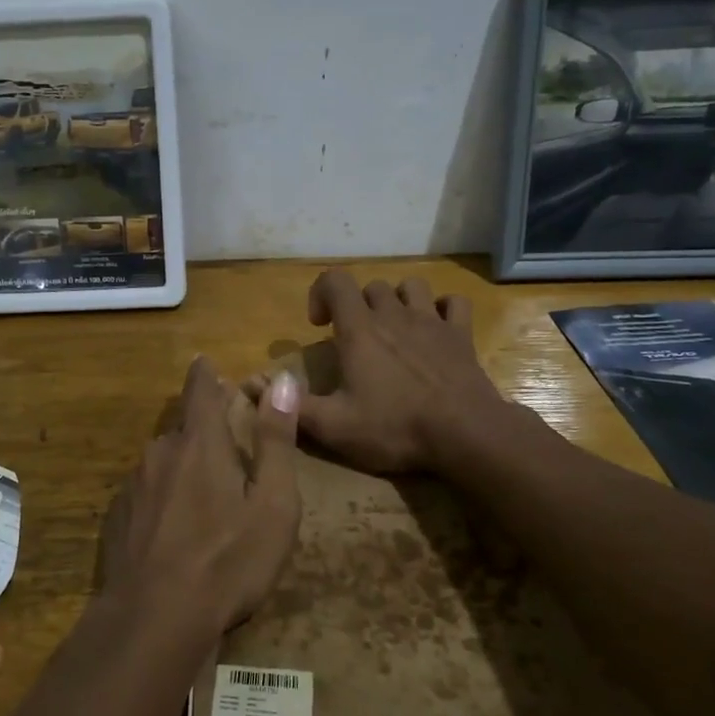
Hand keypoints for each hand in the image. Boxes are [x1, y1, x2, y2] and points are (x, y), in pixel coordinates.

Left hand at [99, 357, 301, 635]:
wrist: (154, 619)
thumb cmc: (227, 560)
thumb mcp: (272, 504)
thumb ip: (276, 440)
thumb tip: (283, 381)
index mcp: (200, 443)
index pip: (200, 389)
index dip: (206, 373)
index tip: (205, 362)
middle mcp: (160, 453)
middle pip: (183, 427)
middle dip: (203, 428)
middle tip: (225, 446)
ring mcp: (134, 486)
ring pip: (163, 460)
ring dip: (183, 464)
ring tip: (204, 497)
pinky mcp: (118, 518)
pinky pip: (147, 491)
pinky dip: (164, 496)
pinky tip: (175, 529)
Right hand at [252, 270, 506, 473]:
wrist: (465, 434)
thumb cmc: (394, 427)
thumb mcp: (334, 426)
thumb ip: (291, 405)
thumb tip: (249, 384)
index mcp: (360, 330)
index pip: (335, 281)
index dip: (321, 293)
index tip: (319, 326)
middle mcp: (394, 315)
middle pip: (371, 287)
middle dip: (357, 305)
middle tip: (353, 339)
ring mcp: (431, 322)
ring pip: (411, 287)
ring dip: (398, 301)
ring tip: (393, 330)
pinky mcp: (461, 335)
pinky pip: (454, 304)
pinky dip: (442, 310)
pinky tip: (436, 330)